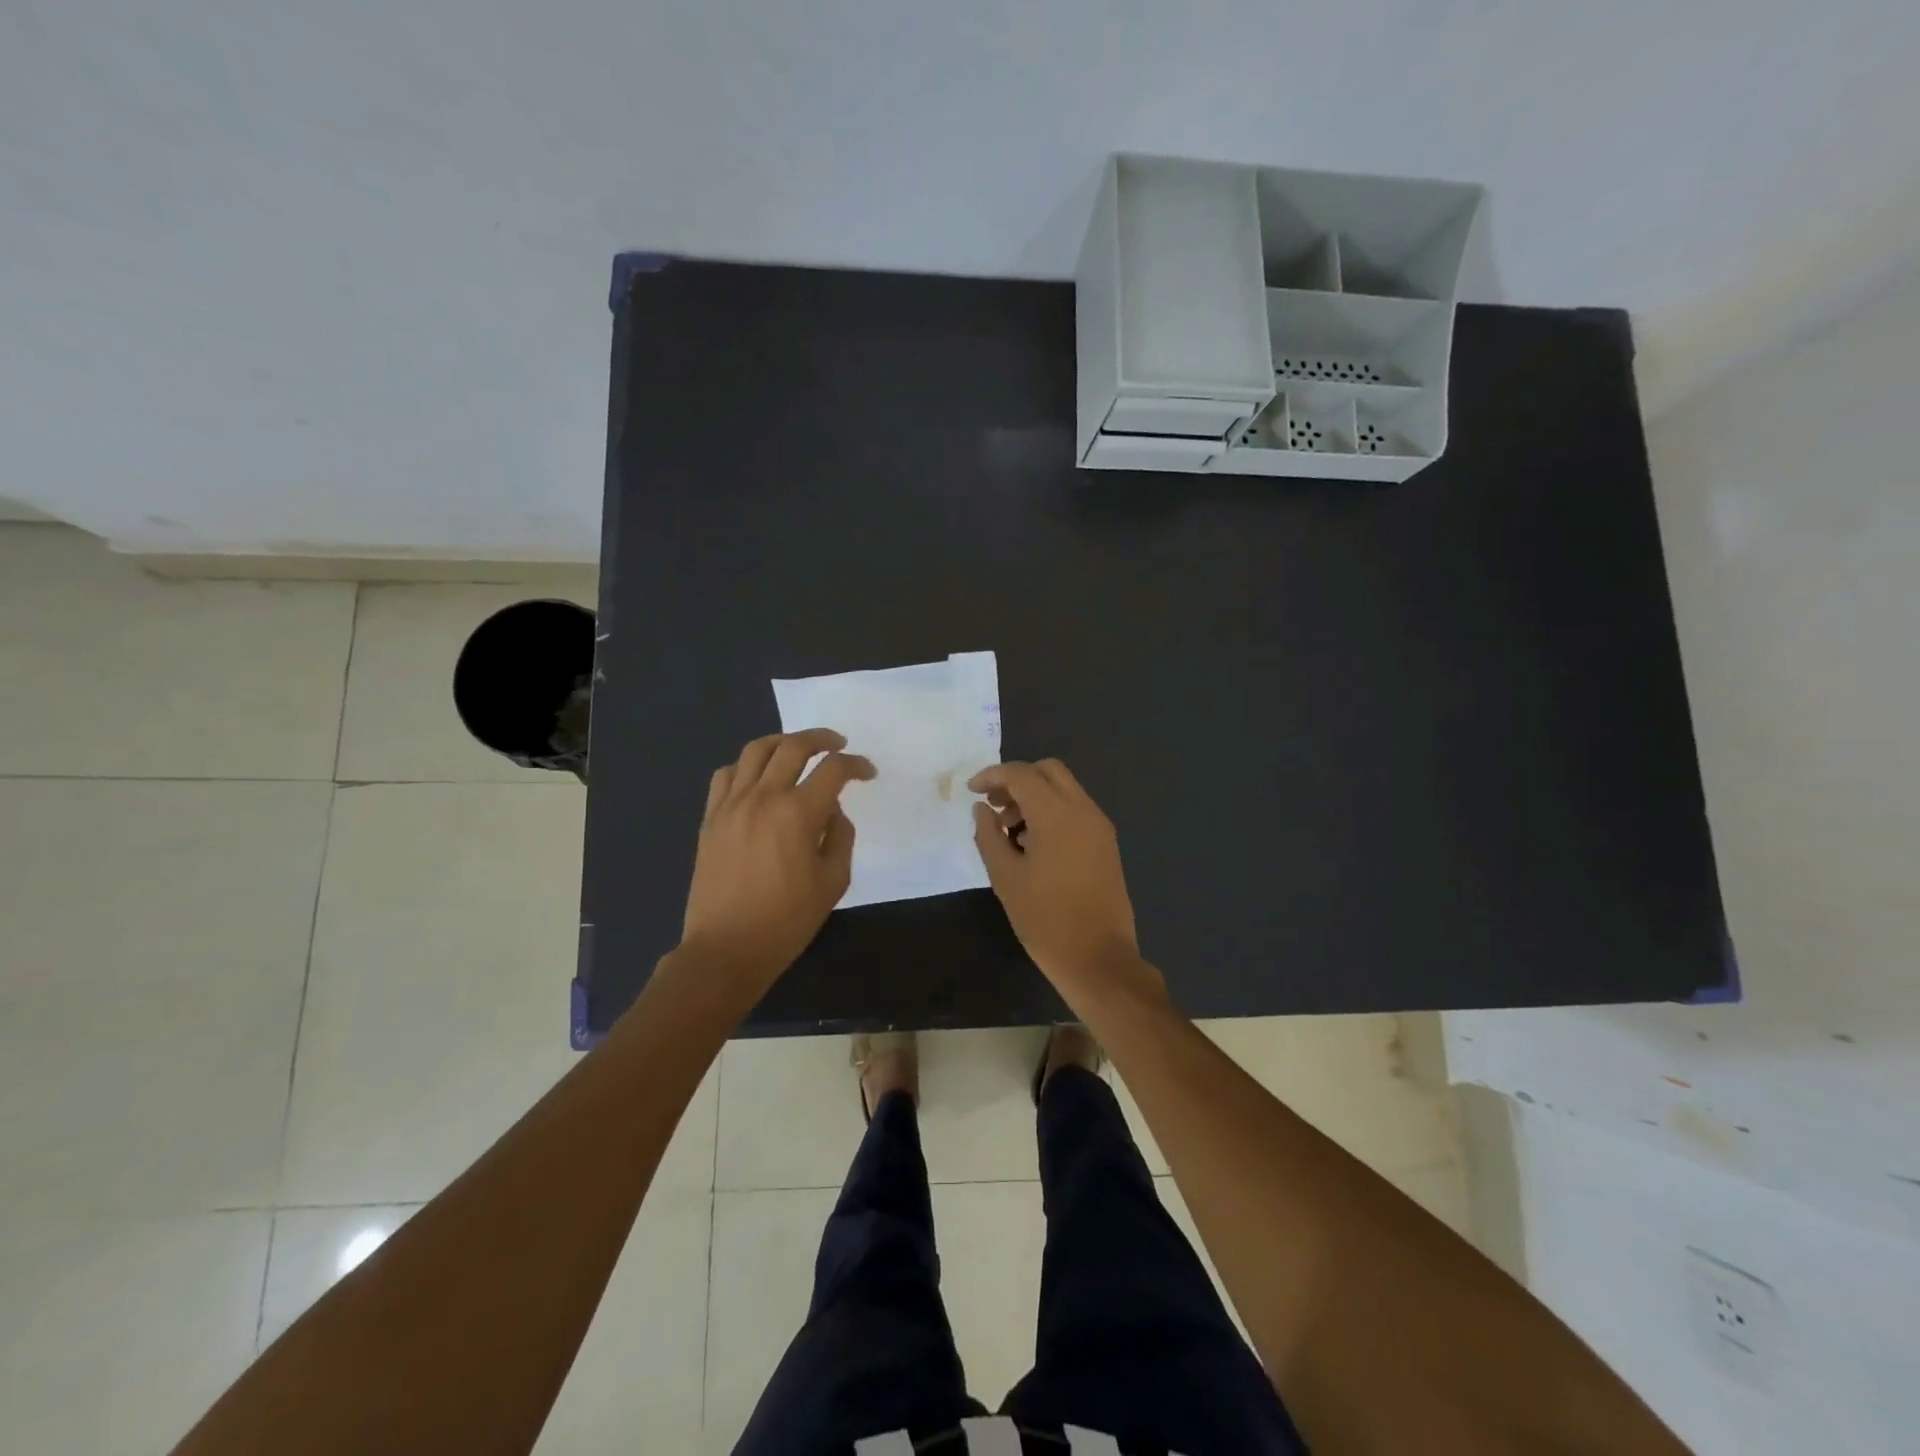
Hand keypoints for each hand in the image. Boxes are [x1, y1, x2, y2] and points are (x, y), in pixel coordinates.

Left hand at [679, 729, 874, 992]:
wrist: (726, 948)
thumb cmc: (786, 921)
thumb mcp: (833, 882)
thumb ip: (840, 837)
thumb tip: (832, 811)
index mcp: (797, 813)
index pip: (833, 770)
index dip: (856, 764)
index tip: (868, 772)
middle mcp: (763, 797)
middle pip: (792, 747)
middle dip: (821, 739)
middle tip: (838, 744)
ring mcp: (731, 805)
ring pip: (755, 750)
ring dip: (782, 742)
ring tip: (797, 749)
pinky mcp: (711, 818)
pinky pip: (726, 774)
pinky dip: (746, 766)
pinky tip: (758, 777)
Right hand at [969, 759, 1157, 999]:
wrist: (1099, 959)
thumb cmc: (1045, 920)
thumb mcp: (1005, 878)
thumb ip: (988, 835)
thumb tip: (982, 809)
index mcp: (1057, 815)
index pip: (1021, 774)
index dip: (992, 776)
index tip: (972, 791)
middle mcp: (1084, 810)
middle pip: (1048, 771)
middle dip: (1017, 780)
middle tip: (994, 806)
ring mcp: (1100, 826)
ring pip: (1064, 789)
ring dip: (1035, 796)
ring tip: (1010, 832)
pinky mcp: (1106, 844)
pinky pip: (1076, 810)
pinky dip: (1052, 812)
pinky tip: (1034, 845)